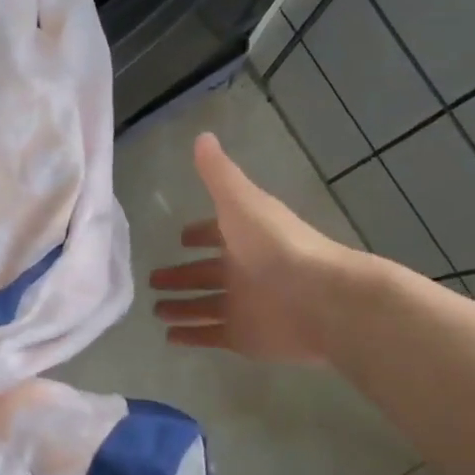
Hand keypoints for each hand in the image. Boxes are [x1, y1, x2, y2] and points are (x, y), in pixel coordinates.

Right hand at [149, 133, 348, 363]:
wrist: (321, 299)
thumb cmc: (277, 246)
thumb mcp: (241, 202)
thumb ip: (218, 173)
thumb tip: (202, 135)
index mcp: (245, 238)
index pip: (215, 234)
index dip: (198, 234)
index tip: (179, 238)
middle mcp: (244, 270)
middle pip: (205, 274)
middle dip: (181, 276)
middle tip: (153, 279)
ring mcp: (244, 306)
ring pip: (205, 306)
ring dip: (182, 308)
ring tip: (154, 310)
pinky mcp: (244, 337)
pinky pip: (211, 336)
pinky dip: (191, 336)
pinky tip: (168, 338)